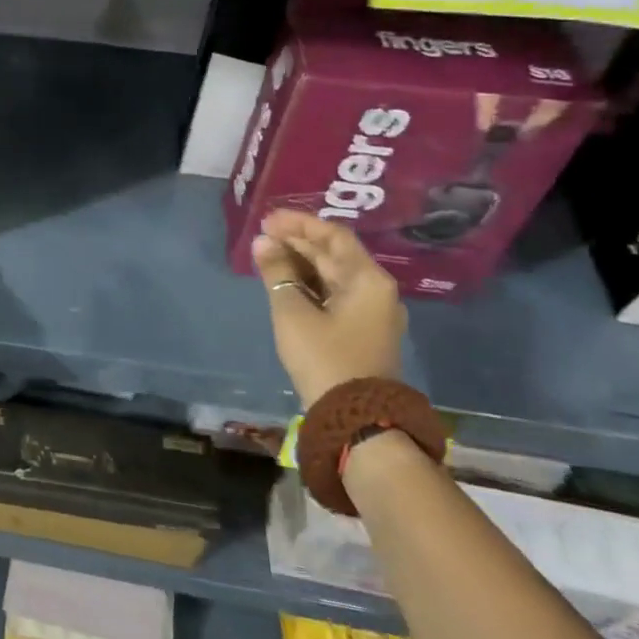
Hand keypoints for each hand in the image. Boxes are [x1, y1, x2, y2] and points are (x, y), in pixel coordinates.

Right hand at [251, 209, 405, 407]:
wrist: (356, 418)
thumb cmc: (324, 357)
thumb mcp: (293, 312)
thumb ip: (277, 273)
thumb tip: (262, 243)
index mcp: (368, 280)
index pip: (334, 236)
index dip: (299, 224)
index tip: (267, 220)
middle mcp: (376, 290)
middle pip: (335, 255)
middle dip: (298, 242)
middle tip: (262, 235)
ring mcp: (371, 312)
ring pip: (333, 275)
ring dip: (301, 263)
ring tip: (267, 255)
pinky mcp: (361, 331)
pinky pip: (334, 294)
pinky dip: (309, 284)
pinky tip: (284, 282)